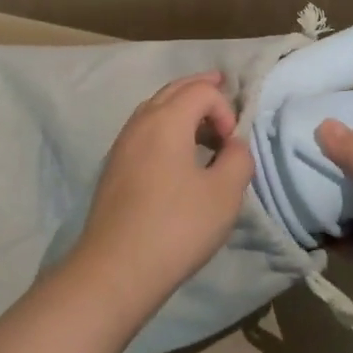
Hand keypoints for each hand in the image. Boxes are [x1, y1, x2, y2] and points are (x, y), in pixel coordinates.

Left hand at [70, 72, 252, 318]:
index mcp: (166, 119)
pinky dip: (165, 126)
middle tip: (220, 84)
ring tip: (202, 122)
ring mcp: (122, 143)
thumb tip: (233, 146)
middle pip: (173, 89)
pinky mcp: (114, 166)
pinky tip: (176, 151)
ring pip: (155, 108)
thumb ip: (238, 160)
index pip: (201, 90)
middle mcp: (140, 122)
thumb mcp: (224, 195)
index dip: (224, 108)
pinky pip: (144, 130)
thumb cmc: (175, 227)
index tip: (232, 145)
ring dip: (181, 107)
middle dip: (200, 88)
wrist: (115, 268)